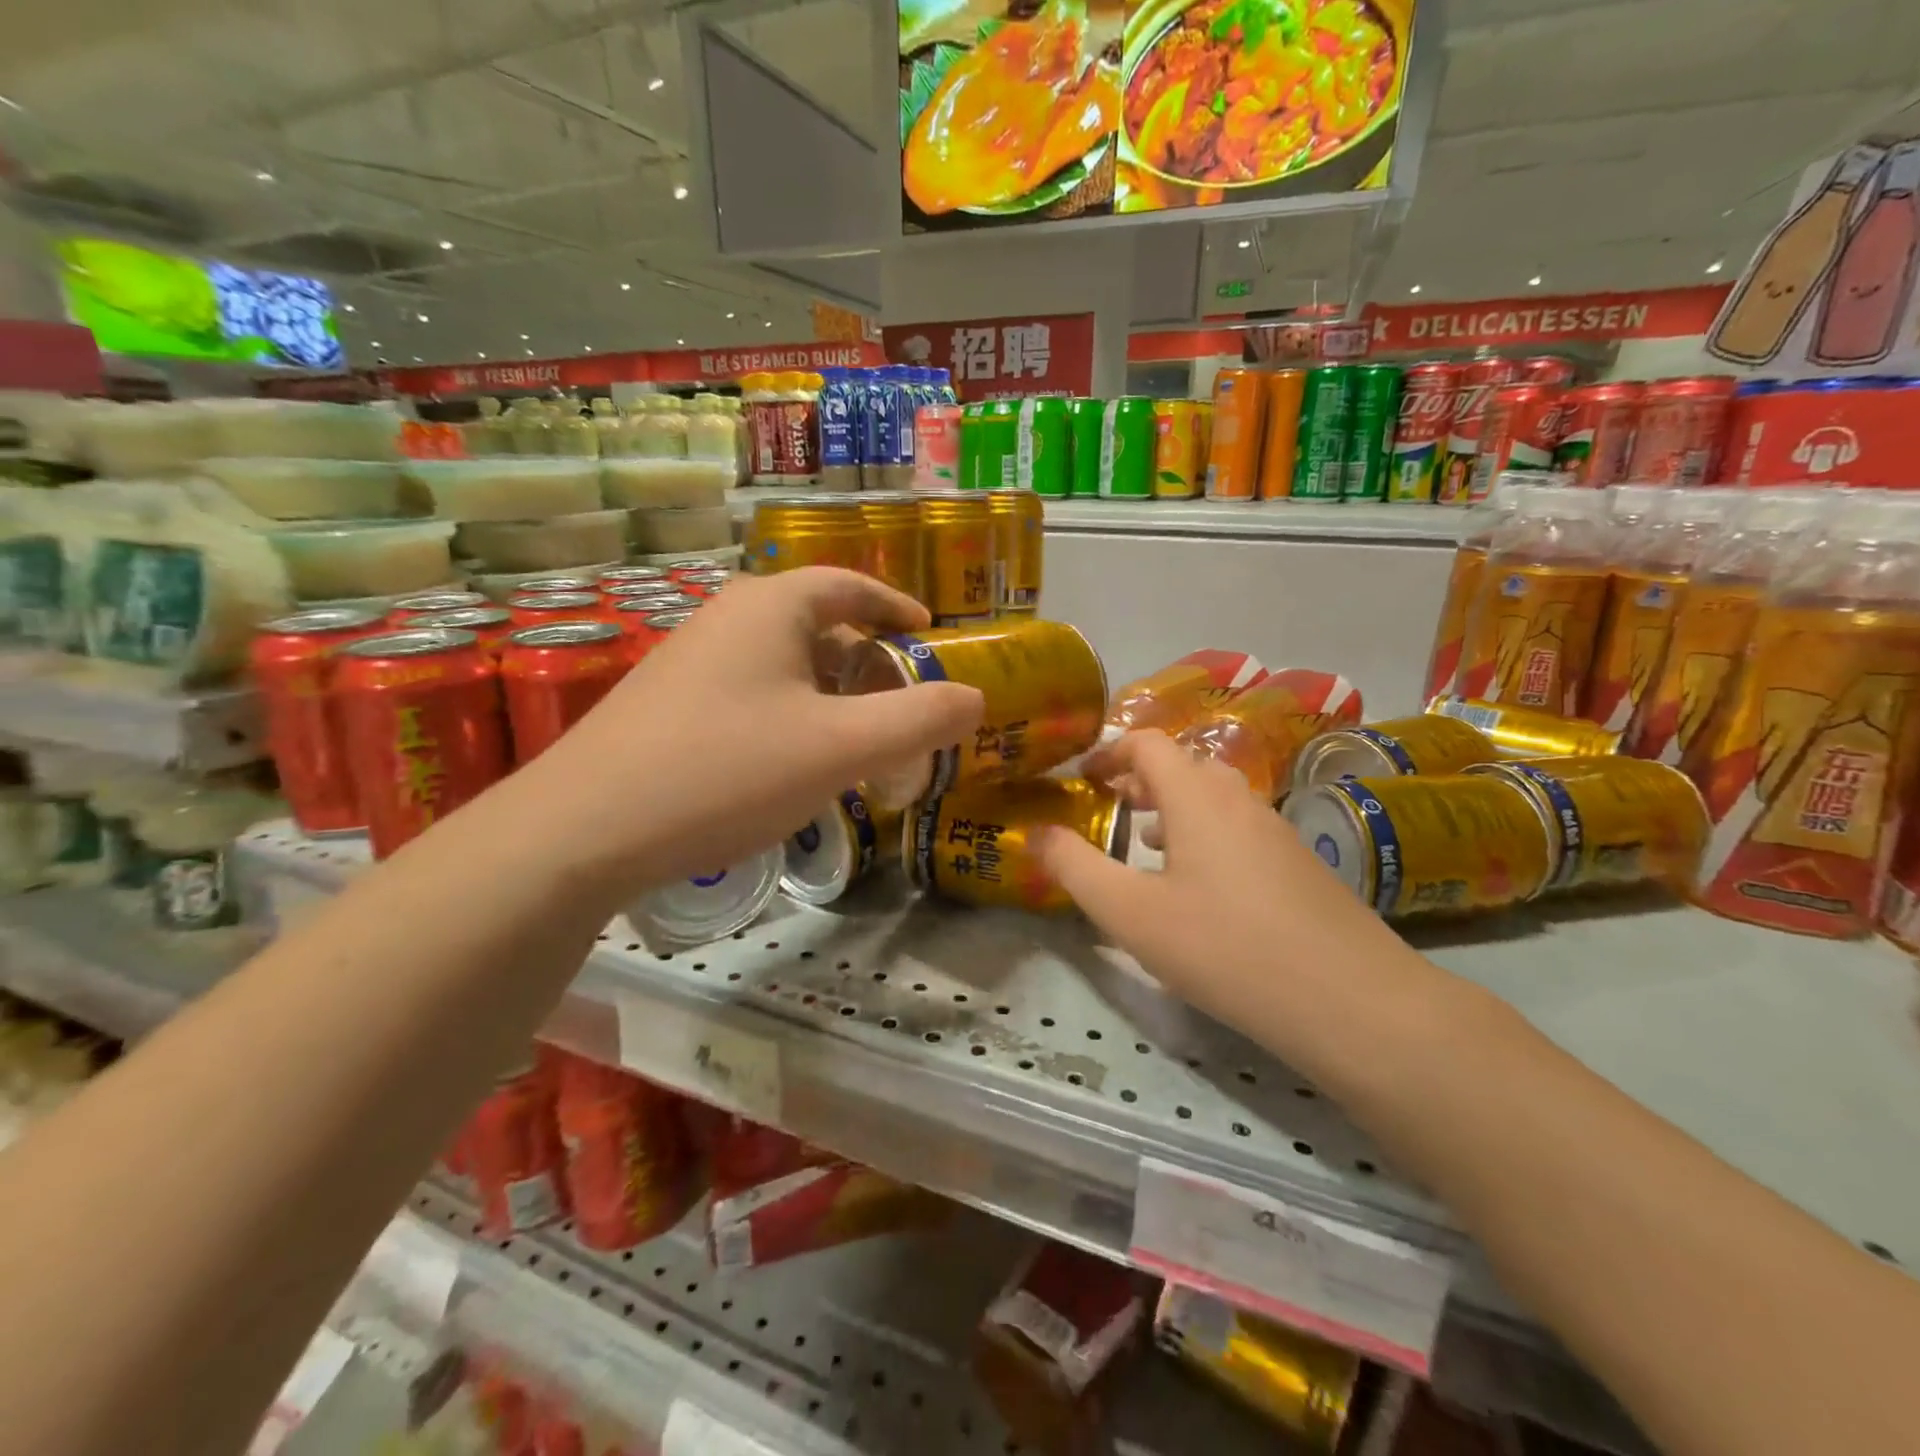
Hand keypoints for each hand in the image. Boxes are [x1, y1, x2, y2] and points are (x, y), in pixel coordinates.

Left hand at [526, 568, 983, 896]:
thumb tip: (976, 698)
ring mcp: (691, 660)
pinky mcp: (668, 704)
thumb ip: (920, 720)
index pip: (850, 585)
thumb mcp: (842, 748)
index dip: (896, 607)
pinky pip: (751, 693)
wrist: (585, 829)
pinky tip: (790, 764)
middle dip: (867, 659)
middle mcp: (729, 619)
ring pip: (783, 664)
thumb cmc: (728, 770)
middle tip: (901, 701)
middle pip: (817, 624)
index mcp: (772, 607)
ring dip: (828, 693)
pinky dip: (790, 714)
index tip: (930, 634)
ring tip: (856, 738)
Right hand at [1039, 730, 1427, 1064]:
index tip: (1079, 777)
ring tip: (1142, 842)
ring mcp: (1275, 830)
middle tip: (1106, 806)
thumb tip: (1035, 832)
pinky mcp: (1298, 864)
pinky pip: (1237, 827)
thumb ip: (1075, 868)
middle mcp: (1238, 799)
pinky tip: (1197, 886)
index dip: (1108, 751)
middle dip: (1138, 778)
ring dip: (1171, 807)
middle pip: (1182, 765)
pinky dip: (1203, 834)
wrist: (1351, 1000)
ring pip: (1213, 797)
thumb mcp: (1130, 913)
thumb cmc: (1225, 947)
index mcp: (1196, 796)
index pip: (1148, 743)